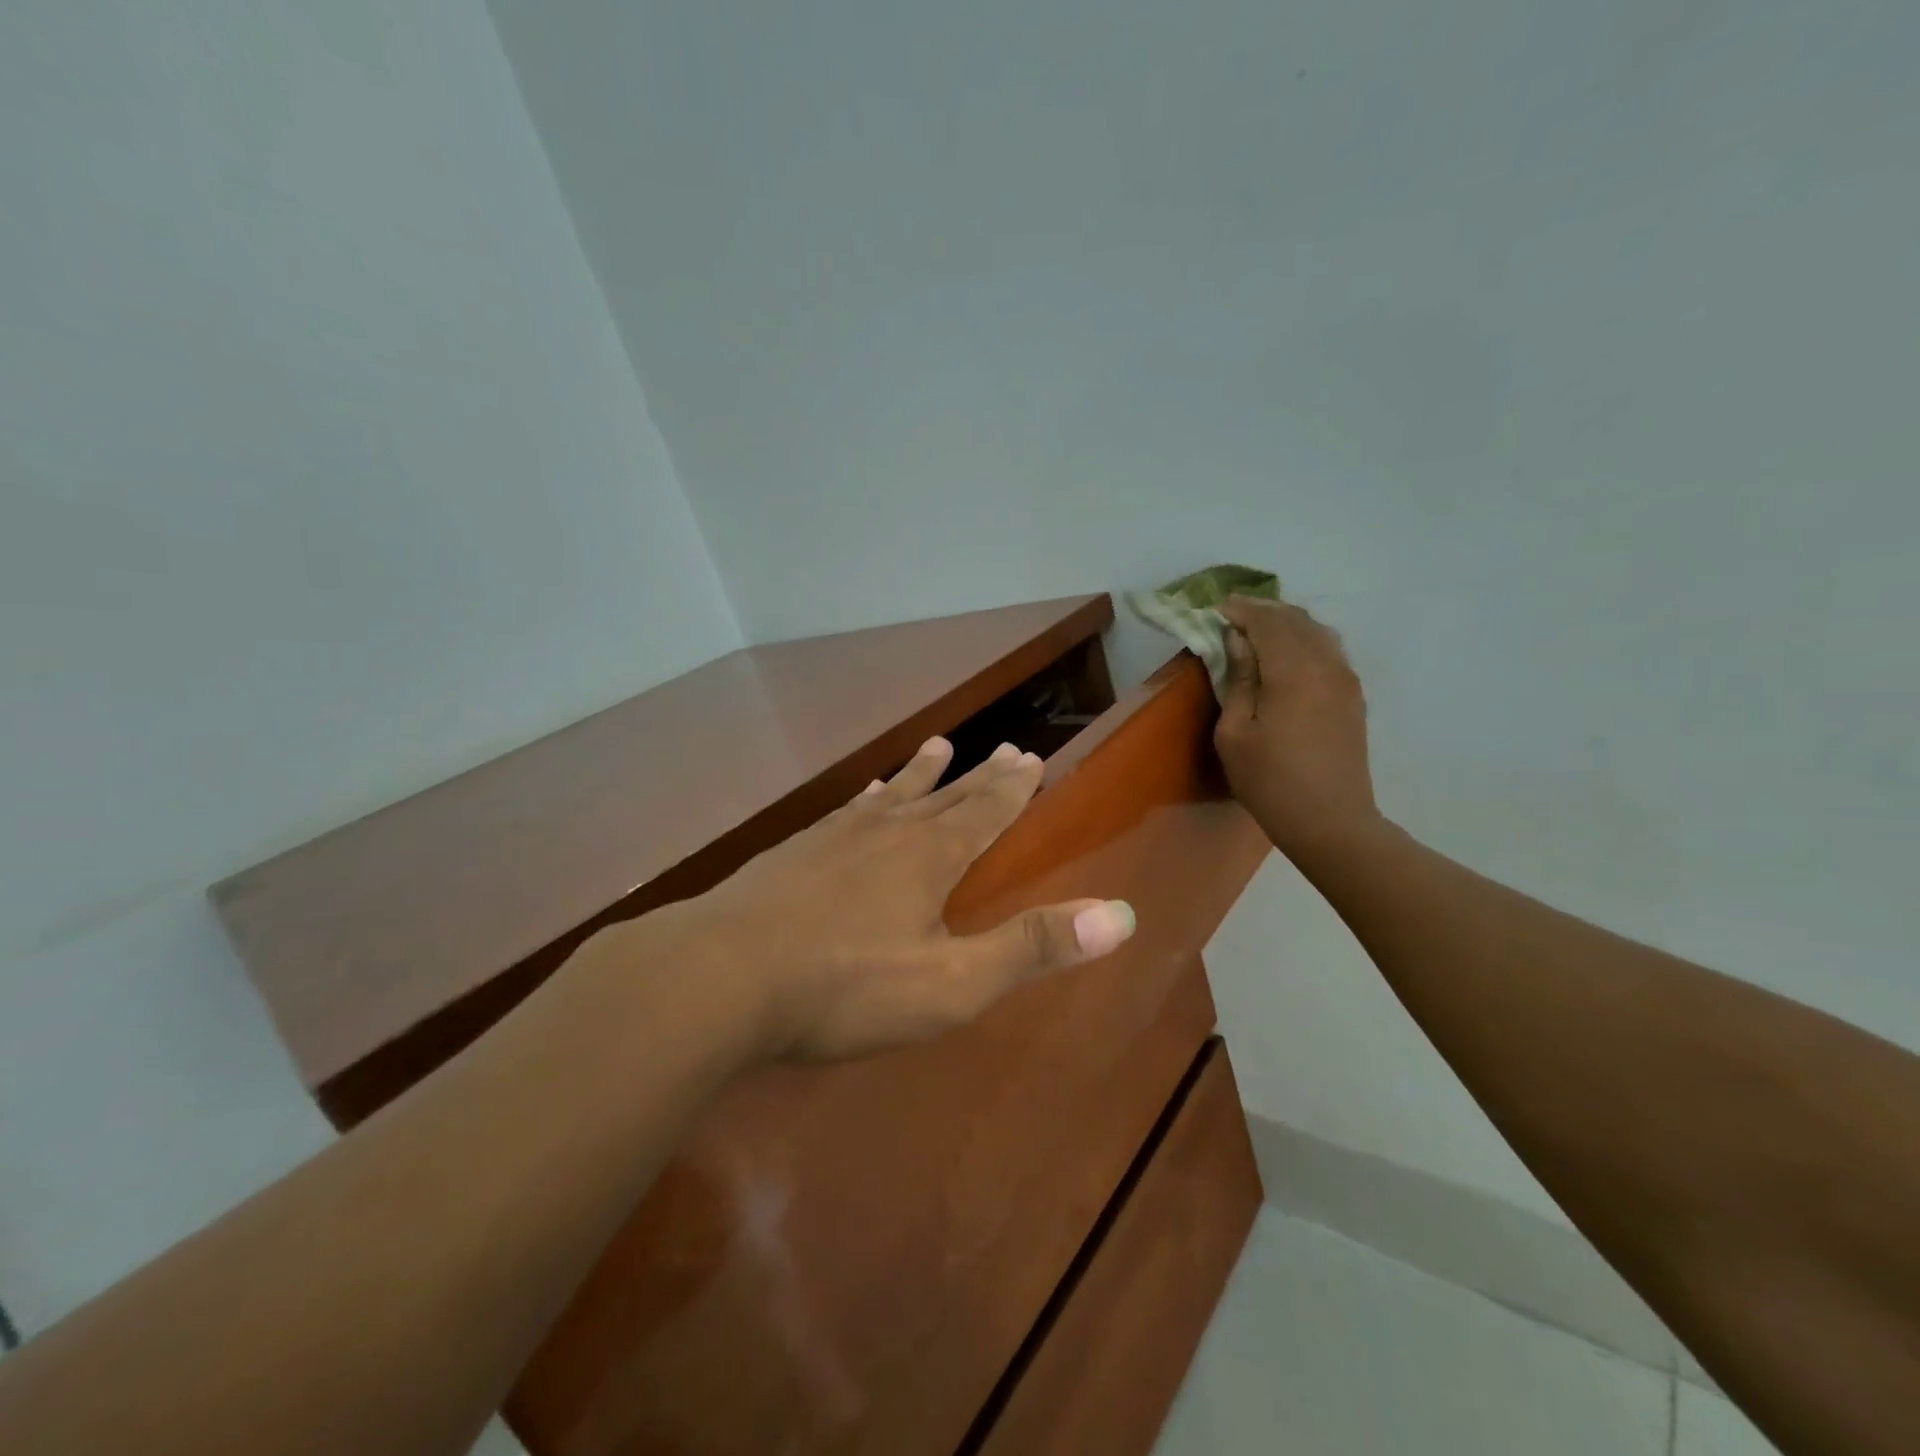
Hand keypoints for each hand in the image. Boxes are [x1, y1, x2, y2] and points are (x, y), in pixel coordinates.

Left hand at [653, 737, 1135, 1062]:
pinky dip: (865, 797)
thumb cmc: (845, 986)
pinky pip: (845, 811)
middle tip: (1004, 747)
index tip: (1032, 758)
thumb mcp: (951, 982)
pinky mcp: (794, 852)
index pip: (985, 813)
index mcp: (930, 858)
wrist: (719, 976)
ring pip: (892, 793)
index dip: (1013, 789)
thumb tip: (1123, 916)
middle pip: (946, 795)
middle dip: (980, 775)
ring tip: (939, 745)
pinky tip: (859, 795)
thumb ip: (1031, 948)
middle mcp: (888, 831)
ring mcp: (835, 836)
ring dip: (921, 772)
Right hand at [1214, 596, 1381, 860]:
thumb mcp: (1235, 733)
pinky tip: (1288, 653)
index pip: (1267, 622)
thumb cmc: (1270, 781)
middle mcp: (1326, 665)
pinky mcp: (1353, 697)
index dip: (1241, 610)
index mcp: (1293, 671)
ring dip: (1287, 623)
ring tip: (1259, 629)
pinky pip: (1329, 651)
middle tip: (1234, 614)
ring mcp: (1345, 680)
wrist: (1330, 821)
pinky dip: (1305, 640)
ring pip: (1317, 632)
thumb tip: (1239, 642)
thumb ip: (1239, 680)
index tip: (1217, 608)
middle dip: (1264, 611)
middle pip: (1295, 620)